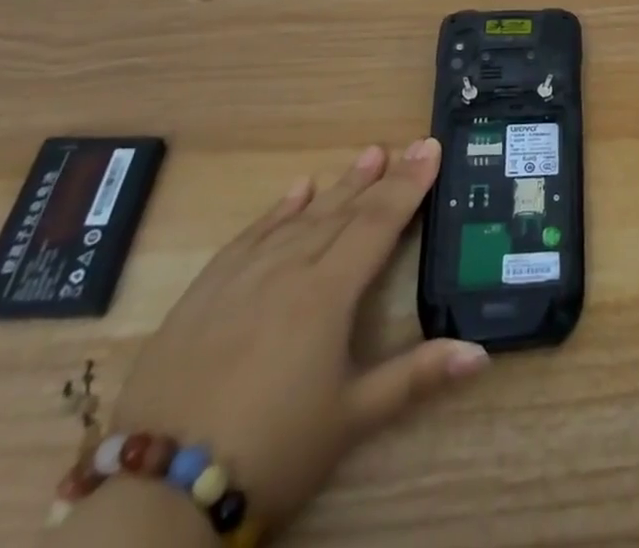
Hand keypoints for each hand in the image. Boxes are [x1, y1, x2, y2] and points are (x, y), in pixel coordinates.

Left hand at [105, 139, 486, 535]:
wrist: (156, 493)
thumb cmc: (271, 452)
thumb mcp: (351, 419)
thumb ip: (417, 376)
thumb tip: (481, 352)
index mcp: (327, 294)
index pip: (378, 223)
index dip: (409, 185)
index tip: (431, 148)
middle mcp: (288, 269)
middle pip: (344, 212)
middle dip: (382, 177)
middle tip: (408, 144)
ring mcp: (243, 276)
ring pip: (301, 216)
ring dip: (338, 185)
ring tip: (367, 155)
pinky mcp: (205, 292)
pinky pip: (251, 235)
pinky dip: (278, 209)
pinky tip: (296, 189)